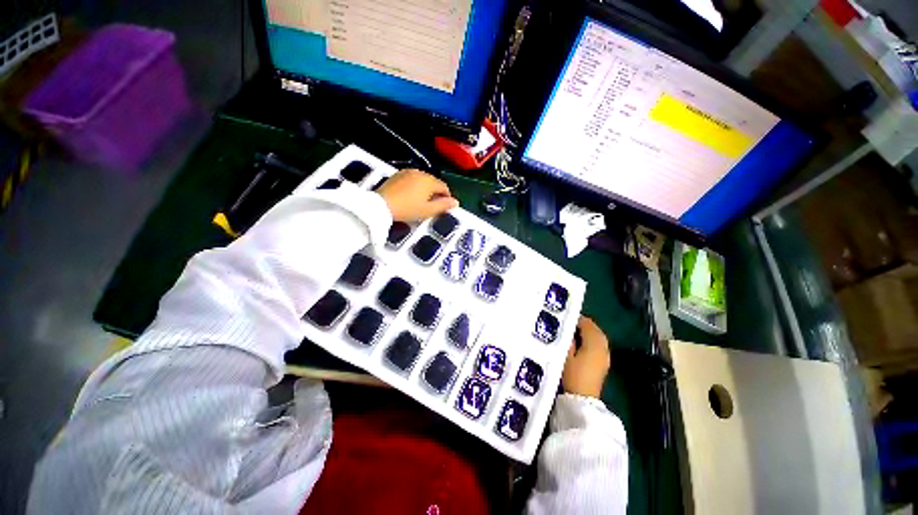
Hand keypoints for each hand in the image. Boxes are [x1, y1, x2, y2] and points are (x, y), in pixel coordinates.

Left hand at [377, 169, 458, 221]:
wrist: (381, 205)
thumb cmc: (407, 209)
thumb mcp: (428, 211)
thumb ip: (444, 206)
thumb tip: (456, 202)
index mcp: (429, 181)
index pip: (444, 187)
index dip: (447, 197)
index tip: (444, 206)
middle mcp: (420, 173)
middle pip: (433, 182)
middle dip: (436, 193)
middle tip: (432, 206)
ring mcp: (407, 172)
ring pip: (423, 180)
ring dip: (425, 189)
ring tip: (421, 201)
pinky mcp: (398, 174)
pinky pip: (412, 179)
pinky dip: (415, 186)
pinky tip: (410, 196)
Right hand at [562, 317, 610, 398]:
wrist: (583, 399)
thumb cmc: (572, 375)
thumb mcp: (565, 355)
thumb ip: (568, 339)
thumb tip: (569, 329)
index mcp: (594, 343)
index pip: (587, 324)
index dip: (577, 318)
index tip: (565, 317)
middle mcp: (603, 347)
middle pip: (595, 329)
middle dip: (583, 324)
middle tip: (569, 323)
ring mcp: (606, 355)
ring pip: (599, 337)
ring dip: (588, 332)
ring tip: (574, 331)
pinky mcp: (604, 363)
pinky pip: (599, 345)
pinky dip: (592, 340)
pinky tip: (582, 343)